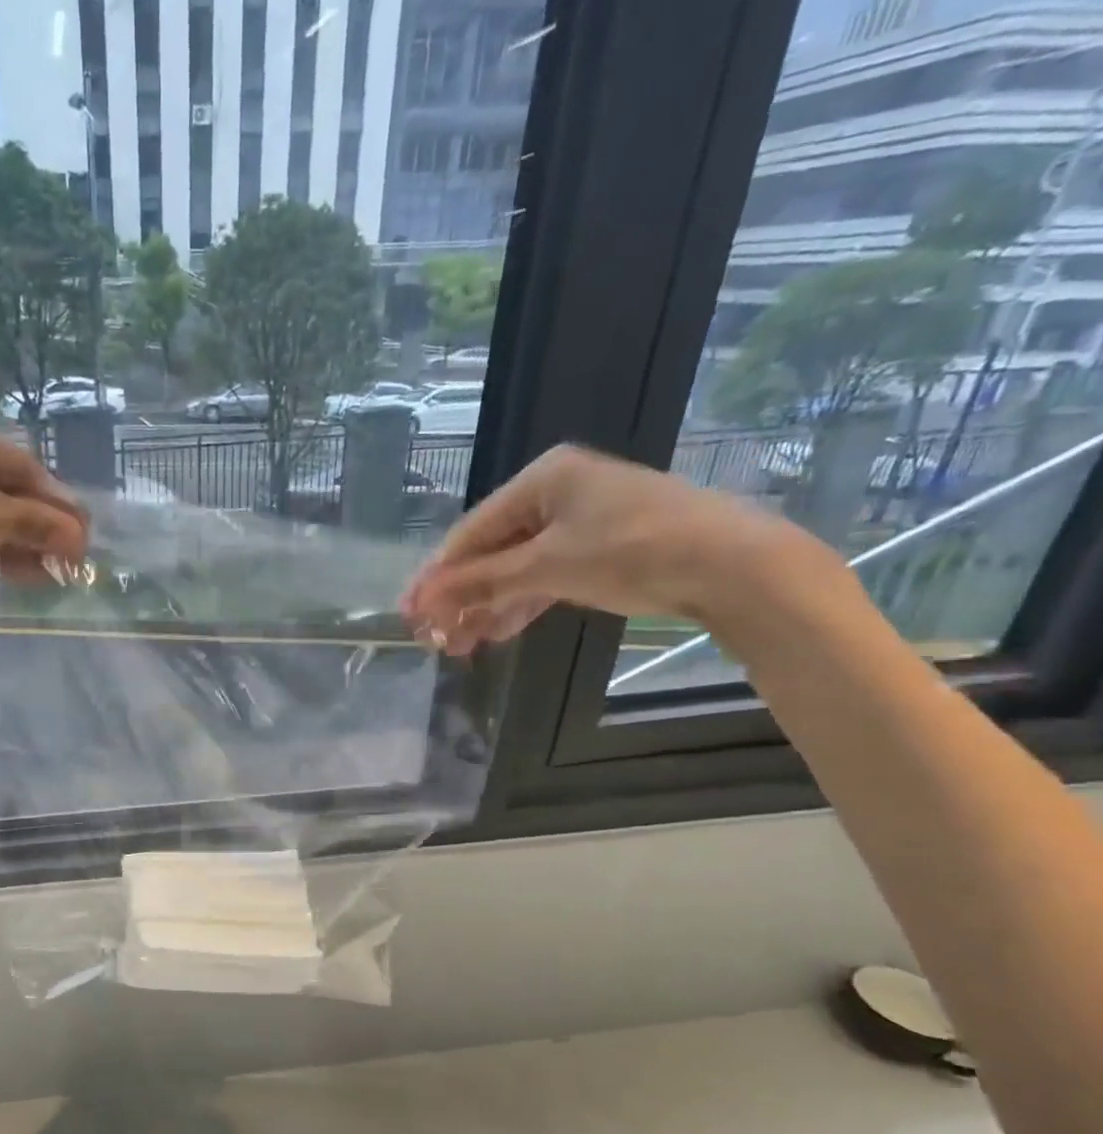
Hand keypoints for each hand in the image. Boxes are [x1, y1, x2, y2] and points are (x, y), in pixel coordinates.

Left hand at [0, 396, 88, 589]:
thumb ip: (28, 522)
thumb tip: (79, 535)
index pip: (20, 465)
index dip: (56, 503)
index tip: (83, 537)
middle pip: (5, 485)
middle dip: (36, 527)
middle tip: (64, 562)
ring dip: (15, 540)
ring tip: (38, 575)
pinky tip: (6, 566)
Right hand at [399, 444, 827, 654]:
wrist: (734, 566)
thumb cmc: (631, 550)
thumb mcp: (545, 566)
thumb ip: (479, 582)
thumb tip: (422, 601)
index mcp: (542, 478)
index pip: (471, 532)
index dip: (437, 576)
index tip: (410, 613)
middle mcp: (558, 493)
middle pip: (491, 551)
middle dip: (461, 597)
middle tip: (434, 637)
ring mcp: (581, 521)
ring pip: (516, 568)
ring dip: (486, 607)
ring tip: (460, 645)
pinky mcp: (601, 549)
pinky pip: (544, 576)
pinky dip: (520, 604)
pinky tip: (495, 632)